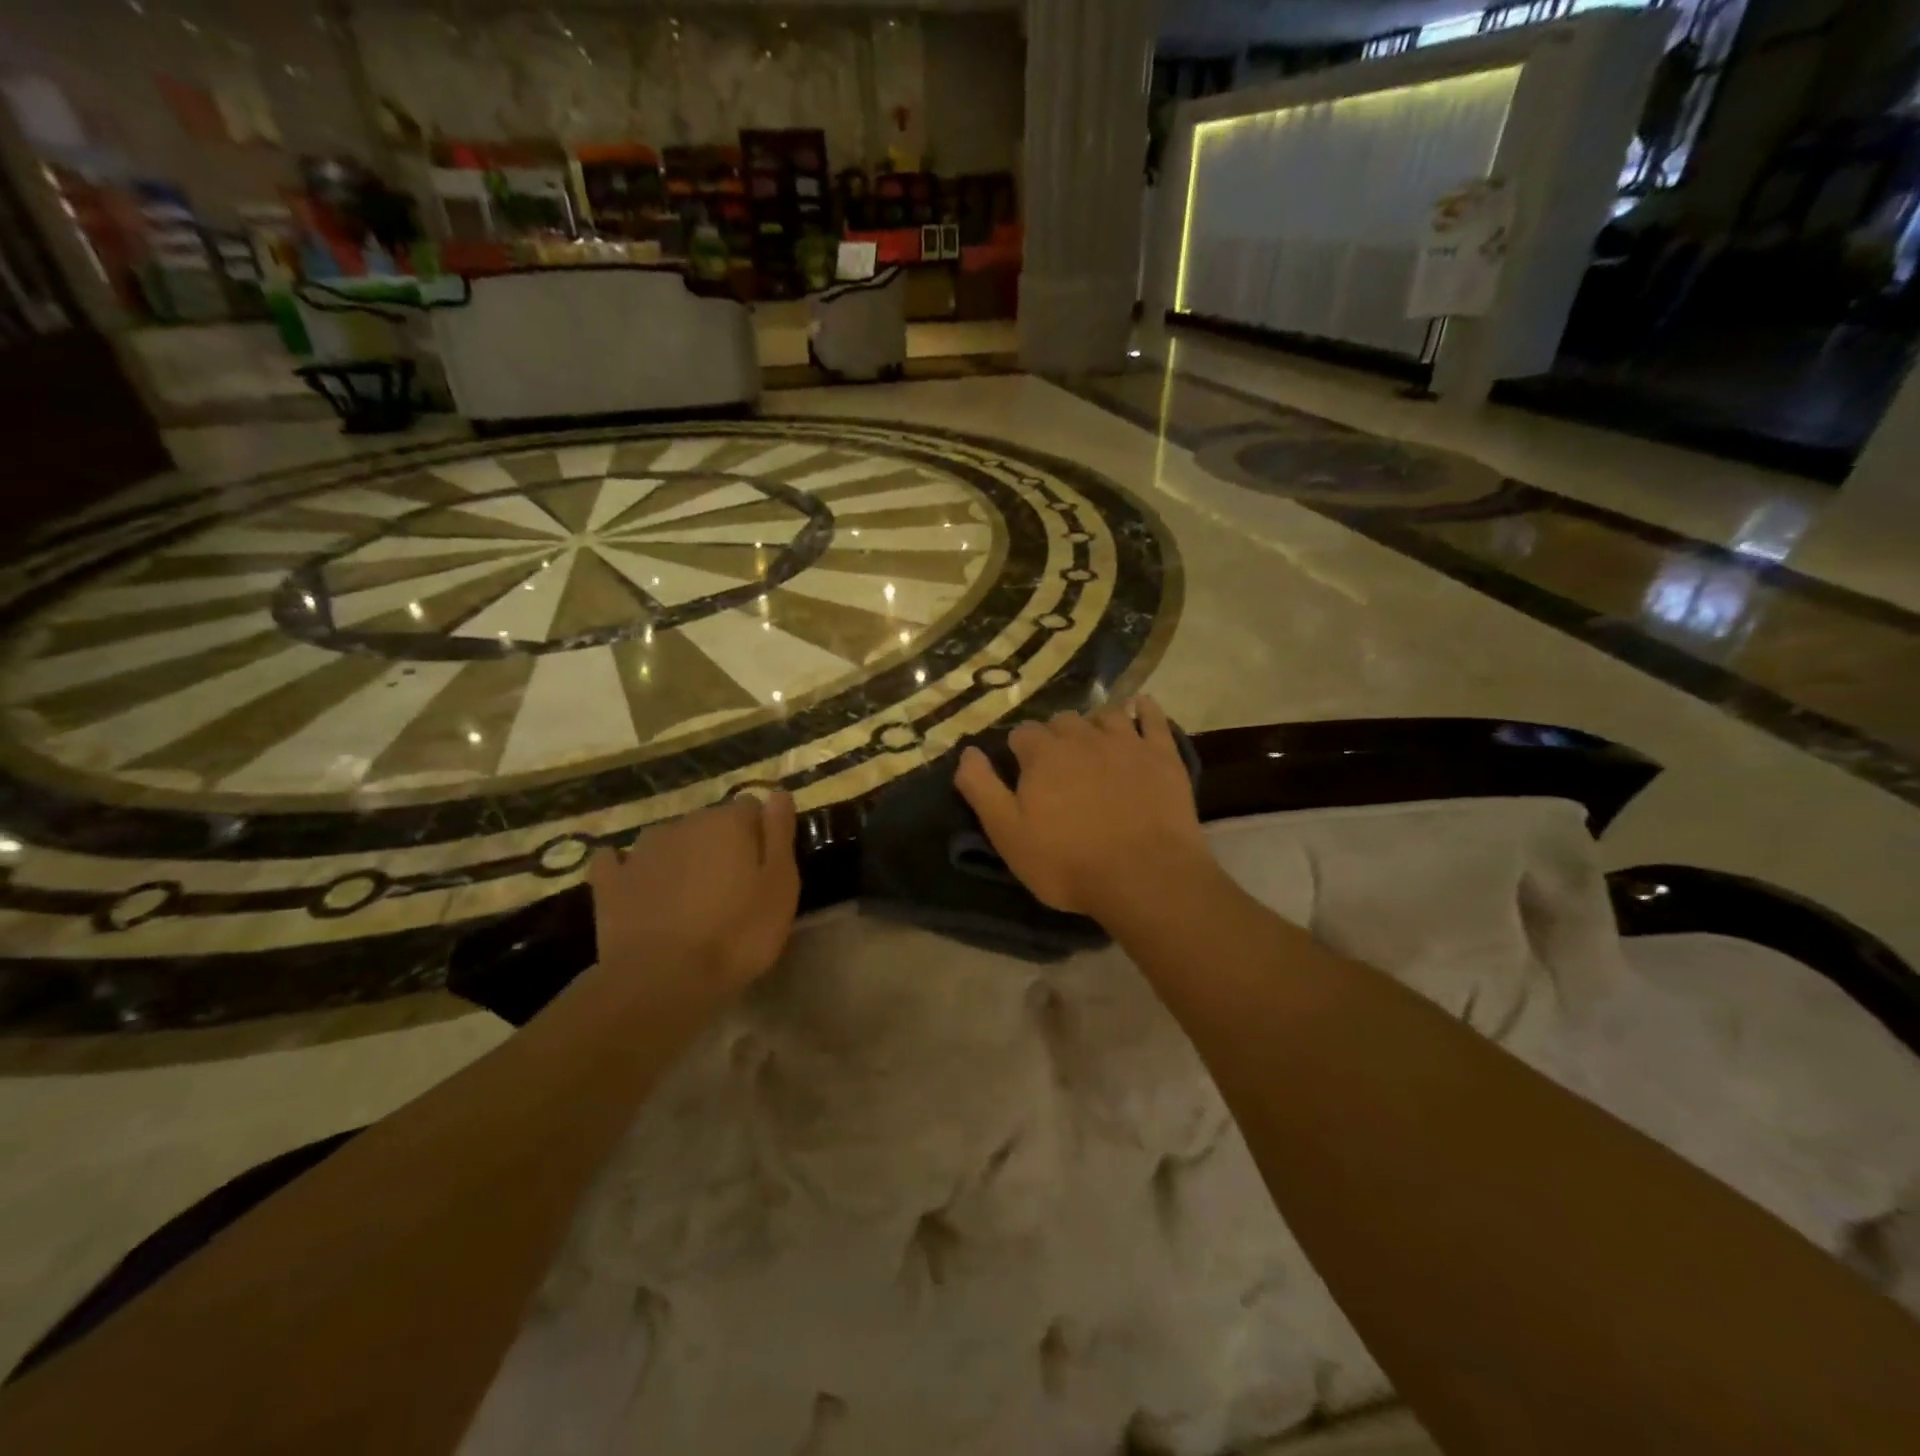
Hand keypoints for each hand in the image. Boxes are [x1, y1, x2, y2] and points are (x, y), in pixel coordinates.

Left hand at [587, 791, 799, 994]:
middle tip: (732, 888)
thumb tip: (778, 792)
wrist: (662, 981)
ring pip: (669, 841)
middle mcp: (684, 824)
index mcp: (728, 822)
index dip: (761, 834)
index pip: (751, 807)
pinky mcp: (610, 883)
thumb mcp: (780, 886)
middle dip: (721, 845)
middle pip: (710, 823)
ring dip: (681, 857)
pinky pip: (618, 863)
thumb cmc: (737, 934)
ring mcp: (642, 852)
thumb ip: (779, 834)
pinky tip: (636, 886)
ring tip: (689, 896)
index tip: (766, 867)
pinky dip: (628, 870)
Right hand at [954, 698, 1213, 923]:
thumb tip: (967, 752)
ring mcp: (1126, 742)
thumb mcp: (1008, 834)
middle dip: (1056, 738)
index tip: (1023, 773)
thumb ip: (982, 789)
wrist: (1145, 876)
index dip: (1020, 752)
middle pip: (1062, 721)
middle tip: (1059, 767)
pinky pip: (1153, 718)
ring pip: (1105, 715)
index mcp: (1042, 754)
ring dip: (1094, 724)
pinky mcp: (1162, 755)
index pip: (1022, 734)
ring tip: (1094, 744)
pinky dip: (1144, 710)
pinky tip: (1140, 708)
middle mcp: (1082, 736)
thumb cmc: (1068, 862)